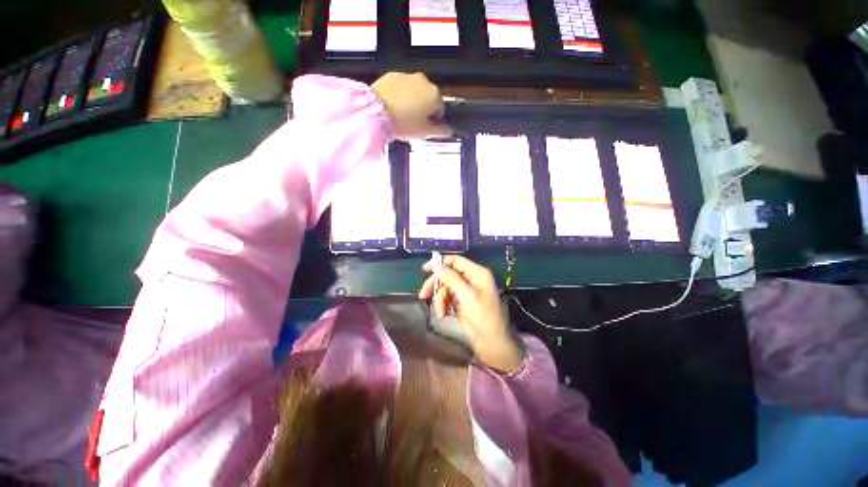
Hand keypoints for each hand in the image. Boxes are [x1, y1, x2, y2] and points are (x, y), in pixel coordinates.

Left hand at [371, 72, 451, 139]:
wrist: (375, 111)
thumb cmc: (405, 123)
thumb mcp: (424, 132)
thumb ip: (440, 130)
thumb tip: (450, 130)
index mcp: (434, 95)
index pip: (440, 109)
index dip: (433, 120)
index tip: (424, 127)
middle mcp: (424, 81)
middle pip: (428, 97)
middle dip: (423, 108)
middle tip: (413, 122)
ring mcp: (407, 75)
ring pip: (415, 90)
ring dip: (412, 100)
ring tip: (401, 114)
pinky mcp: (392, 74)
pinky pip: (401, 86)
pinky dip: (400, 94)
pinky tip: (392, 105)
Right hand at [419, 255, 523, 373]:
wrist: (491, 342)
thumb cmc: (483, 316)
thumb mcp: (467, 296)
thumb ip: (452, 279)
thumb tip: (438, 266)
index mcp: (476, 273)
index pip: (455, 261)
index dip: (440, 263)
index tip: (425, 270)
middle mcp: (470, 279)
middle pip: (447, 274)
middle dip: (436, 286)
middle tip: (423, 295)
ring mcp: (465, 290)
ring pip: (445, 287)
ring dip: (439, 299)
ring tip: (441, 312)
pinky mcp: (460, 301)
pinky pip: (446, 297)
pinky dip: (442, 305)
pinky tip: (443, 314)